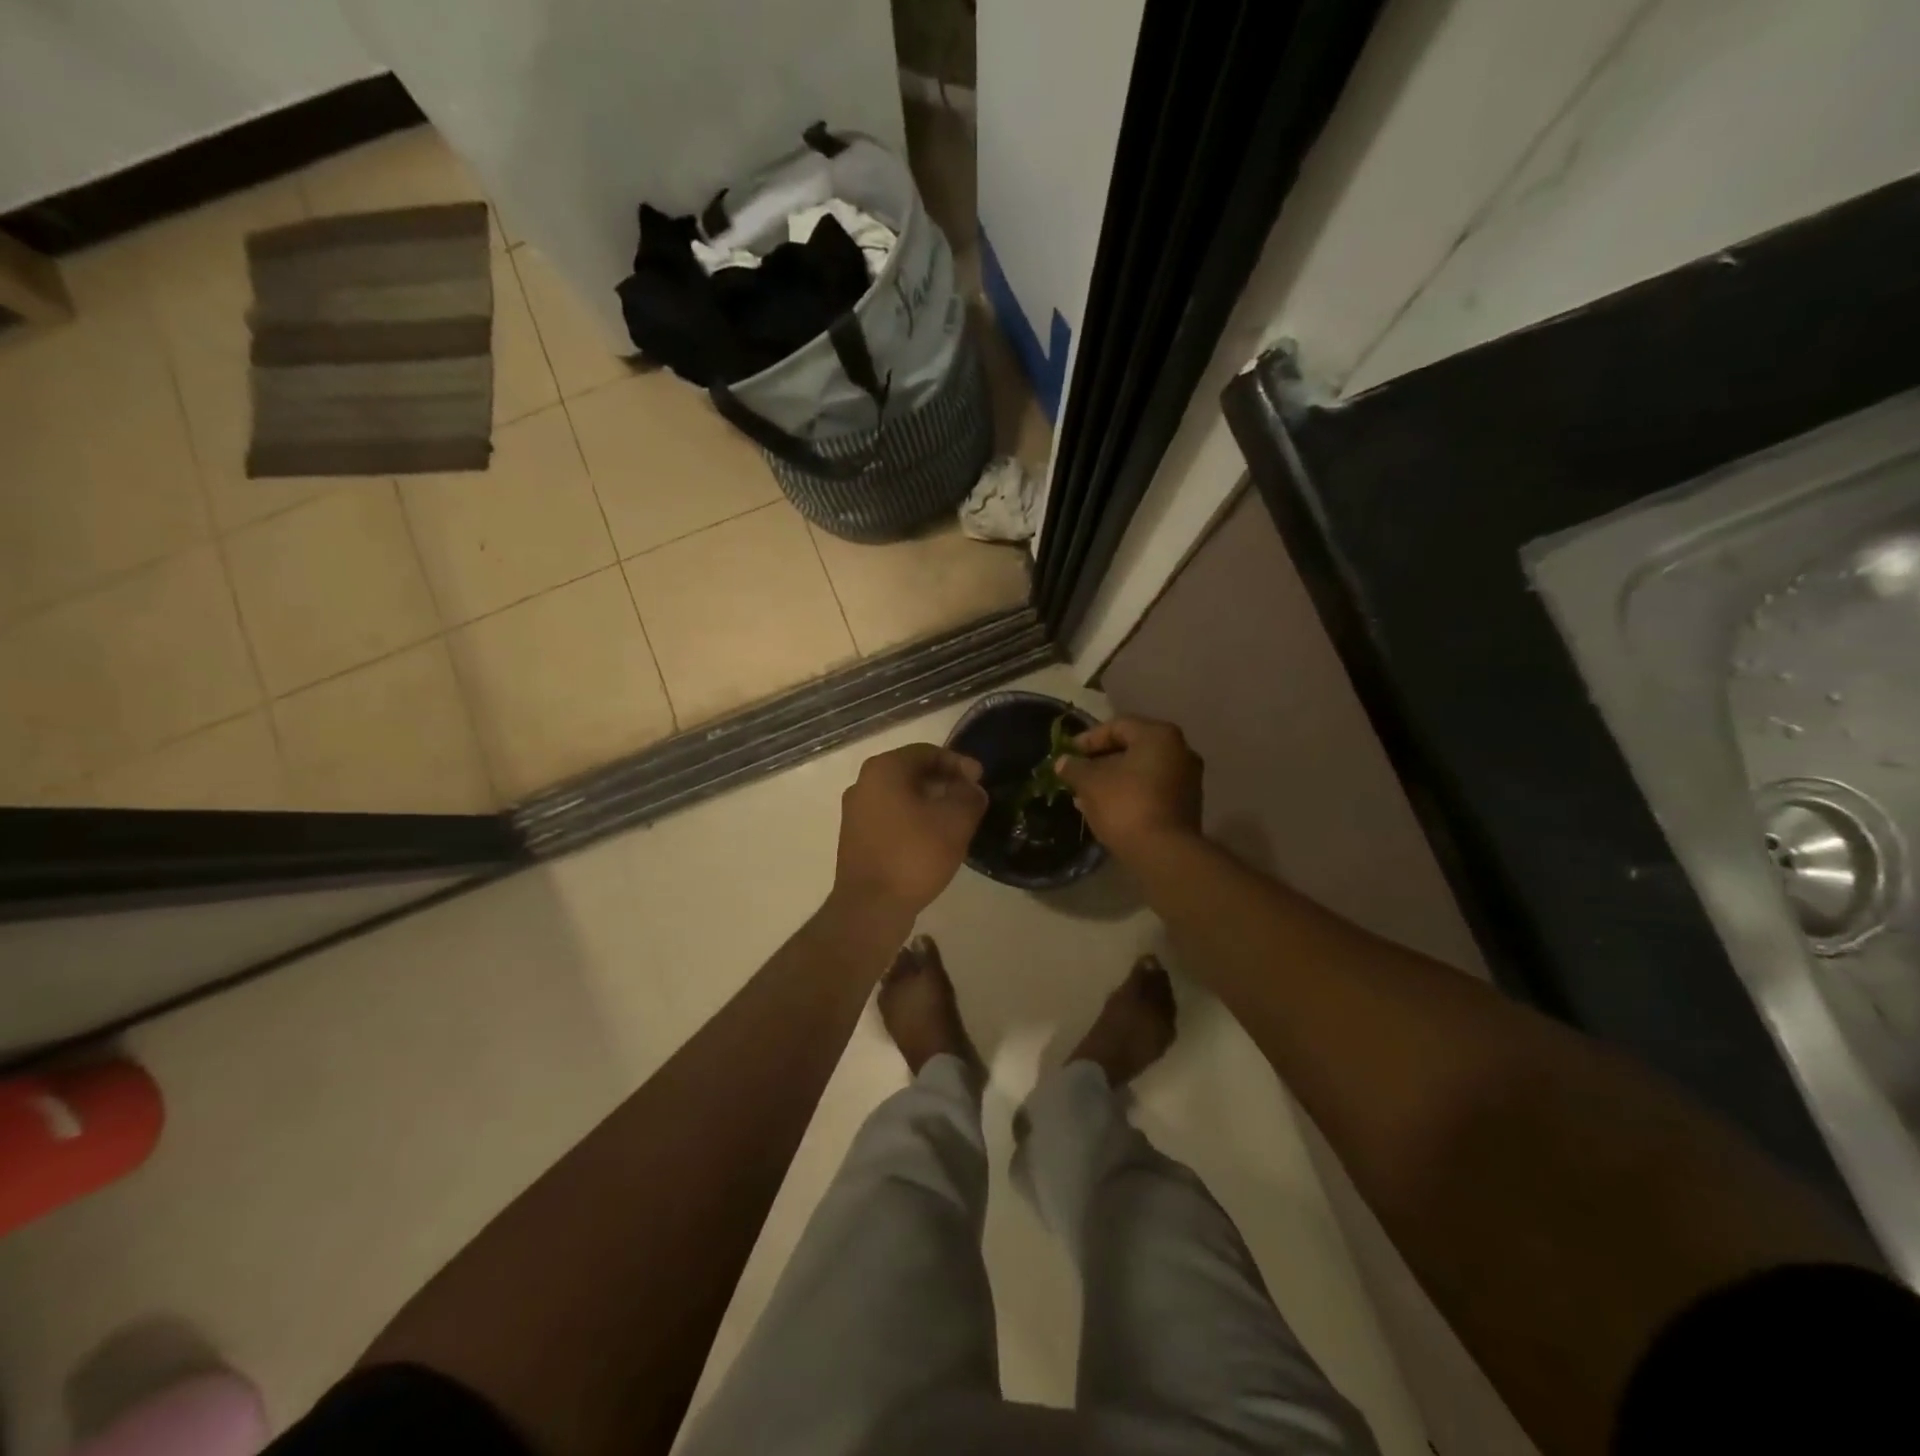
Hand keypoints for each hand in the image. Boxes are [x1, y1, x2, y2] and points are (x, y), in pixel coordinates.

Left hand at [833, 744, 987, 919]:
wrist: (870, 907)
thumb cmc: (913, 855)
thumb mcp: (956, 821)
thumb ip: (969, 797)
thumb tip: (971, 789)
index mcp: (884, 769)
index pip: (927, 752)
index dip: (959, 763)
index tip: (980, 781)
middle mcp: (863, 783)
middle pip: (912, 772)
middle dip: (944, 782)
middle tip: (970, 799)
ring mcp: (855, 812)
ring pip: (901, 796)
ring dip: (930, 803)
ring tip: (956, 820)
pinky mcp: (855, 838)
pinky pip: (891, 817)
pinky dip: (914, 820)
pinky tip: (933, 839)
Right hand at [1055, 717, 1202, 857]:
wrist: (1163, 853)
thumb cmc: (1125, 805)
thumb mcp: (1090, 783)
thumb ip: (1074, 768)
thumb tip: (1062, 762)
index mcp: (1159, 736)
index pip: (1117, 726)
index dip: (1088, 739)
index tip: (1068, 755)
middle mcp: (1180, 751)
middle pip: (1131, 748)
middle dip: (1100, 761)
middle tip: (1076, 774)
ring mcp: (1187, 779)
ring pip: (1141, 771)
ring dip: (1112, 779)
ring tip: (1085, 795)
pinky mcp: (1187, 805)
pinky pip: (1152, 790)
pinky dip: (1129, 793)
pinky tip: (1106, 809)